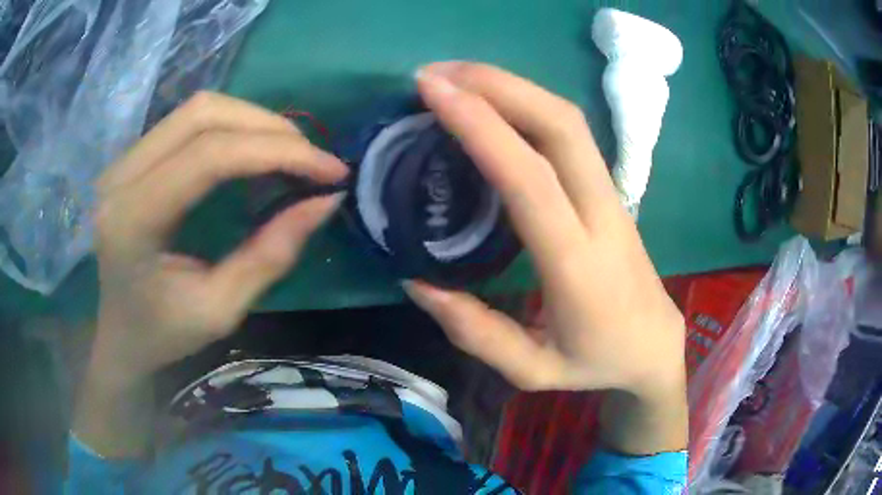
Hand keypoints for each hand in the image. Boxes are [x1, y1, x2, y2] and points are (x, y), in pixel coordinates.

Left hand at [74, 92, 346, 457]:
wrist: (119, 334)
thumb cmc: (163, 334)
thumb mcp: (221, 310)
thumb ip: (271, 255)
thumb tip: (326, 201)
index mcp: (133, 220)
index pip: (208, 156)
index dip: (276, 152)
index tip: (330, 170)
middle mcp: (121, 177)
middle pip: (203, 114)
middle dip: (269, 128)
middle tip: (312, 159)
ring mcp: (122, 161)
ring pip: (197, 109)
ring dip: (252, 121)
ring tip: (289, 152)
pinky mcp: (131, 158)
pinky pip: (187, 121)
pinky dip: (231, 126)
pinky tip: (253, 150)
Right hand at [407, 62, 686, 453]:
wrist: (655, 344)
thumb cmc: (595, 361)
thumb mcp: (531, 369)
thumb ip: (473, 331)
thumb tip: (415, 281)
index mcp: (577, 264)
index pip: (530, 177)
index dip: (481, 126)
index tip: (432, 92)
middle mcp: (600, 214)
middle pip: (560, 124)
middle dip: (497, 85)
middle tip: (435, 74)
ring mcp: (610, 195)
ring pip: (568, 119)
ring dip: (511, 85)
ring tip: (455, 77)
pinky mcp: (608, 189)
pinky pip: (569, 131)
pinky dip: (526, 102)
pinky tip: (492, 101)